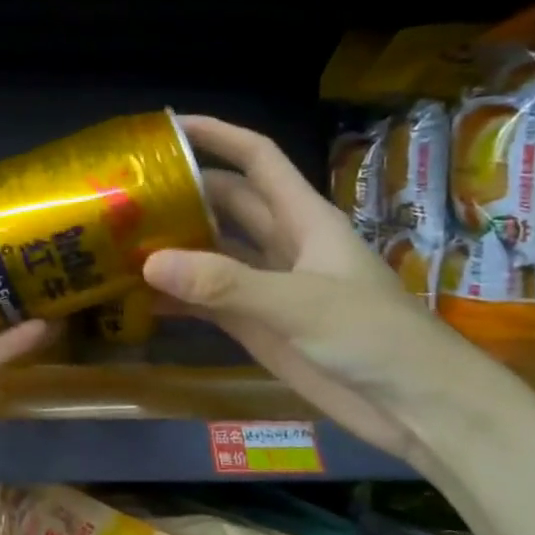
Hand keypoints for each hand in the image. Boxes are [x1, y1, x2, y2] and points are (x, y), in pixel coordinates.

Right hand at [143, 115, 473, 463]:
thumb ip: (226, 283)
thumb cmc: (373, 336)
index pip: (257, 159)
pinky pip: (208, 302)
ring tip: (120, 242)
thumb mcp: (299, 303)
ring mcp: (268, 287)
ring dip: (175, 247)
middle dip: (183, 193)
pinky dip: (177, 299)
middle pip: (226, 204)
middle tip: (126, 195)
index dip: (217, 136)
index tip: (168, 128)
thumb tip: (150, 261)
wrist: (414, 406)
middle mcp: (282, 244)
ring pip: (213, 252)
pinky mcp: (258, 326)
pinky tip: (138, 300)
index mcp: (303, 218)